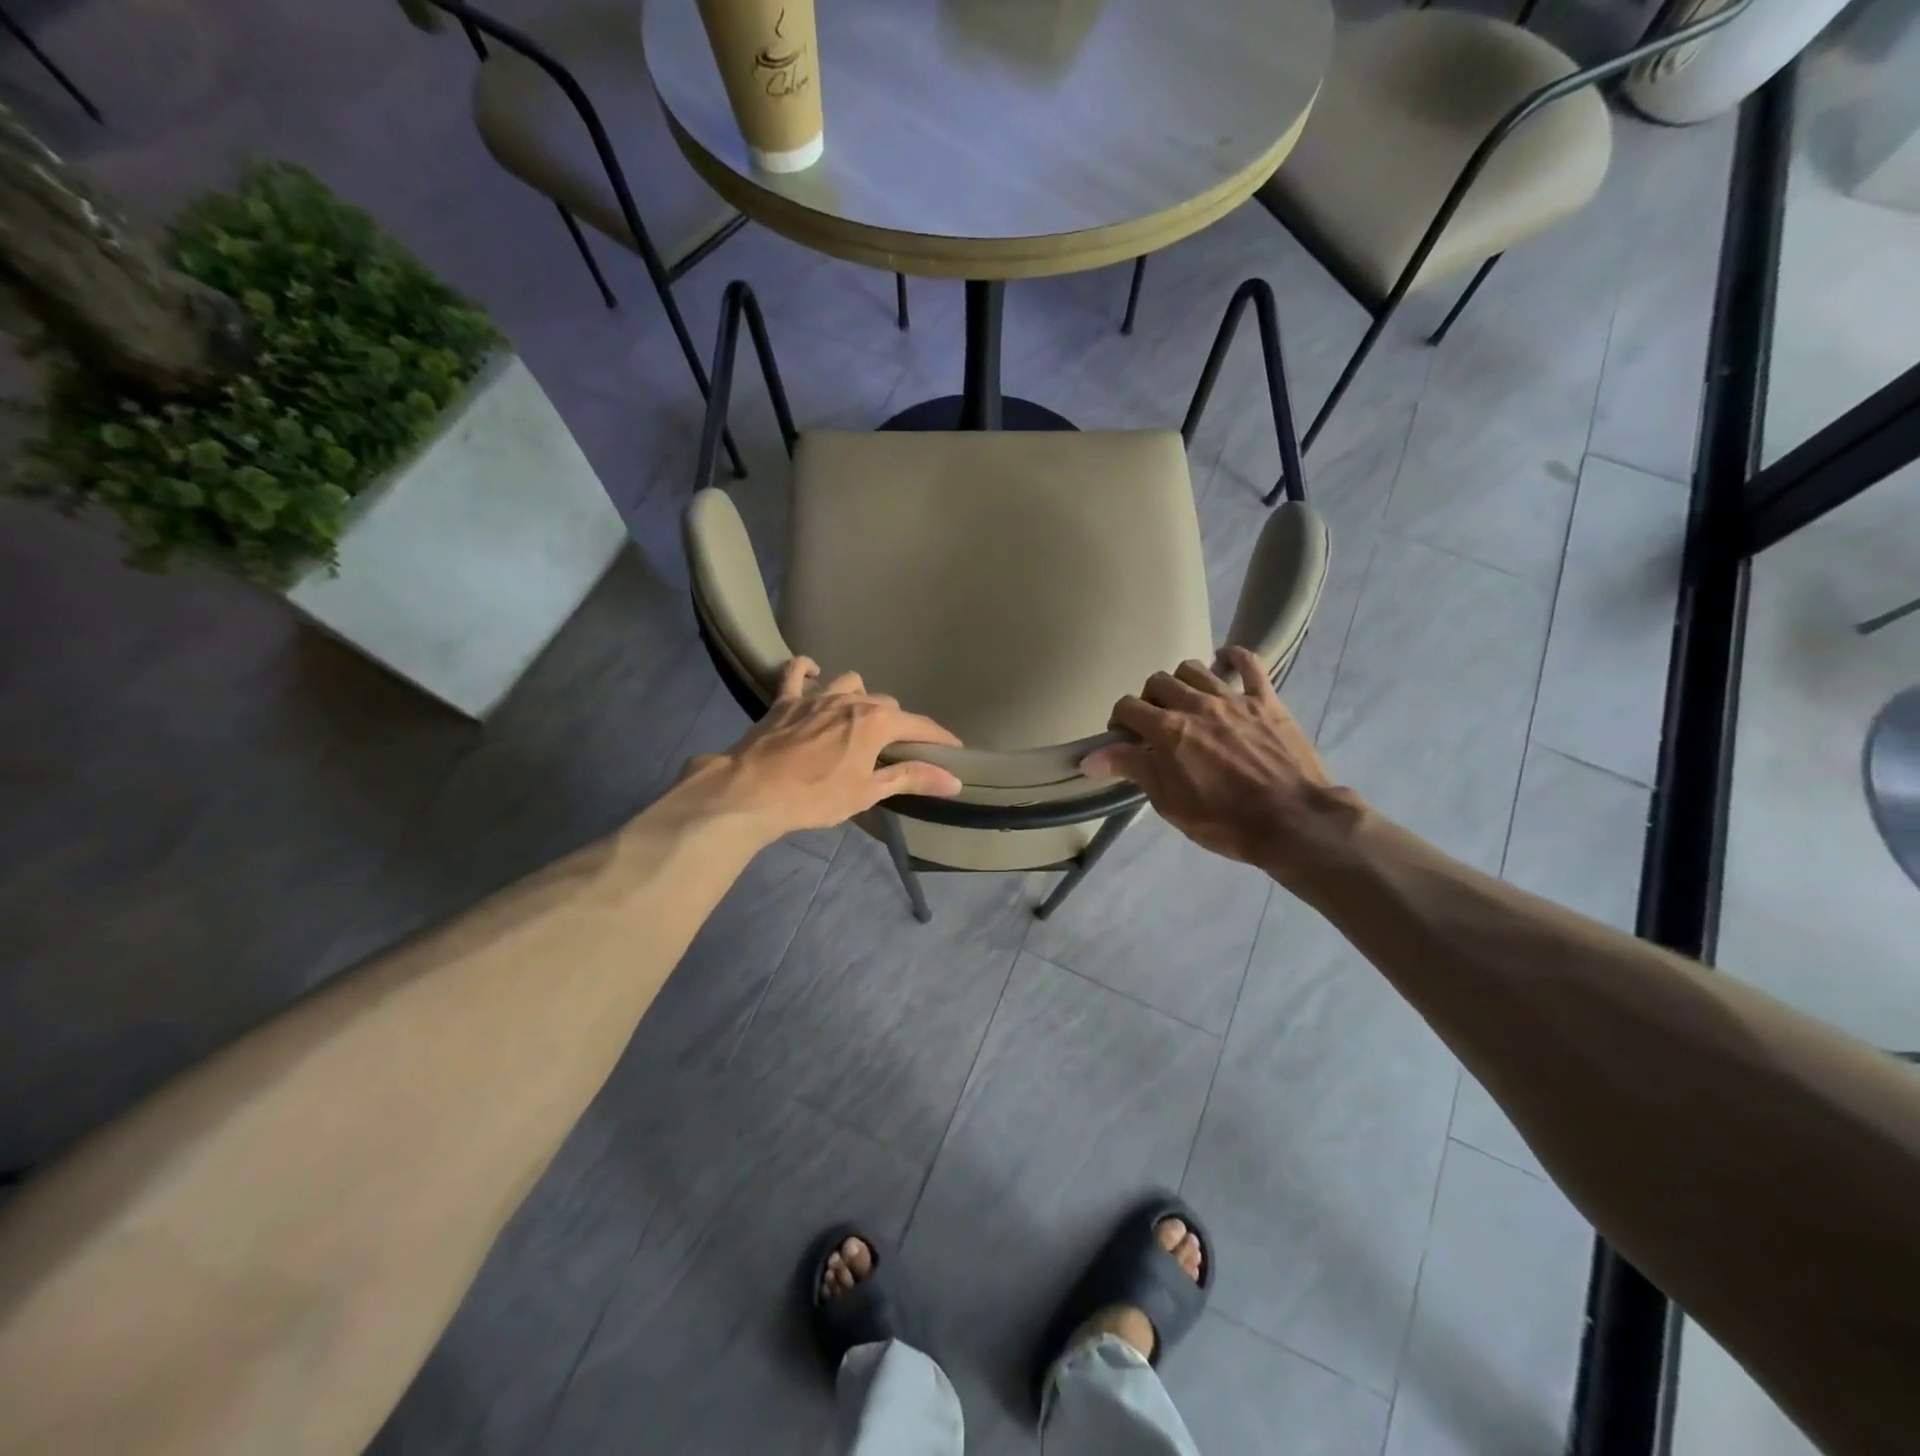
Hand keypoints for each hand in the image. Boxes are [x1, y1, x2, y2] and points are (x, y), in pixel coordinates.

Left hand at [683, 658, 962, 836]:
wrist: (752, 791)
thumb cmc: (815, 796)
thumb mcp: (867, 792)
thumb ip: (911, 778)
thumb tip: (954, 780)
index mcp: (876, 722)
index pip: (919, 725)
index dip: (939, 738)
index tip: (953, 748)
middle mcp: (851, 699)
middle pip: (886, 704)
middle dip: (897, 723)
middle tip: (896, 748)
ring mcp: (816, 695)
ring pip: (850, 683)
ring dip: (860, 697)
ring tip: (859, 718)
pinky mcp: (785, 699)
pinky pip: (797, 671)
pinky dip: (808, 669)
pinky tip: (814, 673)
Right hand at [1081, 647, 1362, 883]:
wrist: (1293, 821)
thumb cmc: (1224, 821)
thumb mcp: (1169, 802)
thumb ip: (1131, 768)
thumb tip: (1088, 757)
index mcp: (1168, 730)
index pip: (1127, 707)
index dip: (1120, 722)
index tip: (1125, 741)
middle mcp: (1196, 704)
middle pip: (1158, 682)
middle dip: (1149, 701)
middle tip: (1156, 725)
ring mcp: (1233, 698)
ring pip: (1195, 668)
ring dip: (1183, 682)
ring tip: (1187, 703)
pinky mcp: (1266, 700)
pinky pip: (1250, 663)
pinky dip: (1234, 658)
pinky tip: (1226, 662)